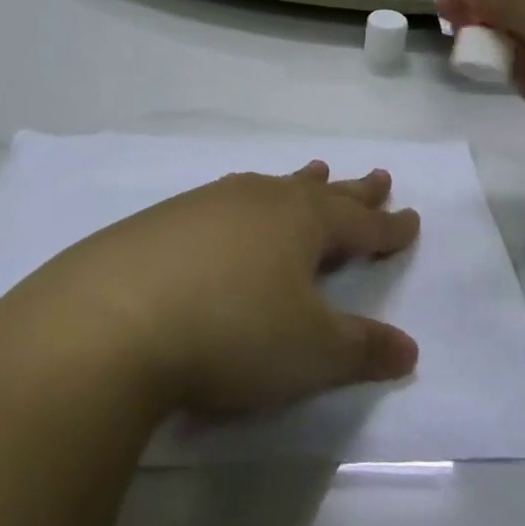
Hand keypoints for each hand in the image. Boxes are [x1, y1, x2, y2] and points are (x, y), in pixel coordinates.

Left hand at [4, 165, 420, 418]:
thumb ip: (362, 348)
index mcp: (302, 221)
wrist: (113, 319)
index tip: (411, 218)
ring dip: (297, 186)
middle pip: (318, 192)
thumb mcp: (311, 352)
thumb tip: (408, 347)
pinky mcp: (164, 221)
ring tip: (313, 173)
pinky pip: (225, 203)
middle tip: (377, 176)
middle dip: (352, 190)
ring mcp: (208, 204)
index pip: (360, 223)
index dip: (388, 226)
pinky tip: (232, 215)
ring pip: (269, 188)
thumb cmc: (233, 331)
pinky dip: (246, 205)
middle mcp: (259, 200)